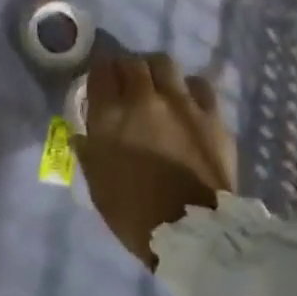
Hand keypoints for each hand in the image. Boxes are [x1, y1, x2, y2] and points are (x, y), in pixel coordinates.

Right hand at [72, 52, 235, 269]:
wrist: (192, 233)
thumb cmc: (135, 214)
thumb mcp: (97, 183)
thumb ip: (89, 148)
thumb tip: (85, 130)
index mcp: (111, 115)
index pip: (101, 70)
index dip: (100, 74)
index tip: (101, 84)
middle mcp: (145, 98)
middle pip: (133, 62)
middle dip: (126, 70)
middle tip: (127, 85)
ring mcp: (182, 102)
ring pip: (165, 63)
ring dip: (156, 71)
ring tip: (157, 87)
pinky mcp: (211, 113)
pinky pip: (198, 84)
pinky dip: (188, 88)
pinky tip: (187, 102)